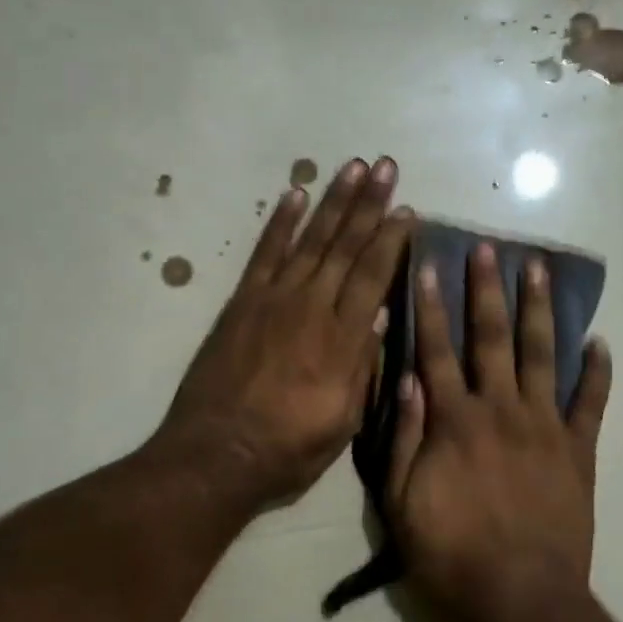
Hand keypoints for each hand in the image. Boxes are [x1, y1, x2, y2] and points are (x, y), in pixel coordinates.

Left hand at [161, 157, 413, 508]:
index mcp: (342, 339)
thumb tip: (379, 315)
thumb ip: (362, 365)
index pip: (373, 276)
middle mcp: (311, 307)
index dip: (391, 239)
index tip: (406, 209)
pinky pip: (264, 253)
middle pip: (346, 246)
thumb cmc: (288, 448)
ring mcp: (273, 299)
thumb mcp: (343, 421)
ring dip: (334, 201)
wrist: (215, 456)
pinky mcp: (242, 302)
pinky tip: (295, 194)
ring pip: (311, 240)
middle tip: (385, 166)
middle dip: (369, 203)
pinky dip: (280, 223)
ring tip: (352, 167)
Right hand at [387, 243, 612, 621]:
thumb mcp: (401, 502)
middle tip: (488, 249)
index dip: (429, 305)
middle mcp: (500, 408)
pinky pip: (591, 403)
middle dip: (486, 289)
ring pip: (541, 354)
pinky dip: (597, 371)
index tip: (426, 265)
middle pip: (491, 338)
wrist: (521, 600)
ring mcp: (544, 426)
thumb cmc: (450, 554)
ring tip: (539, 268)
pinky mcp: (579, 450)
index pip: (436, 349)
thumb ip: (404, 436)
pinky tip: (599, 341)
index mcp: (455, 419)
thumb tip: (406, 377)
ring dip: (538, 309)